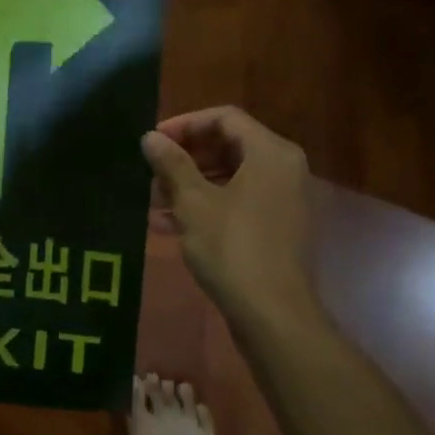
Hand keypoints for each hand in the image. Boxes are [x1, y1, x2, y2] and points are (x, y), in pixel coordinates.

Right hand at [143, 106, 318, 321]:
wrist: (273, 315)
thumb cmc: (232, 247)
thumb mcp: (193, 202)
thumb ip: (171, 164)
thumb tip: (150, 137)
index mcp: (271, 152)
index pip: (224, 118)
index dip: (185, 124)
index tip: (154, 141)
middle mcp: (284, 169)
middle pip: (228, 146)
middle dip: (185, 158)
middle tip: (152, 172)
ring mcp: (284, 200)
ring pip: (231, 177)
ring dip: (191, 184)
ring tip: (153, 200)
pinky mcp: (277, 228)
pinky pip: (239, 202)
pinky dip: (207, 206)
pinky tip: (169, 224)